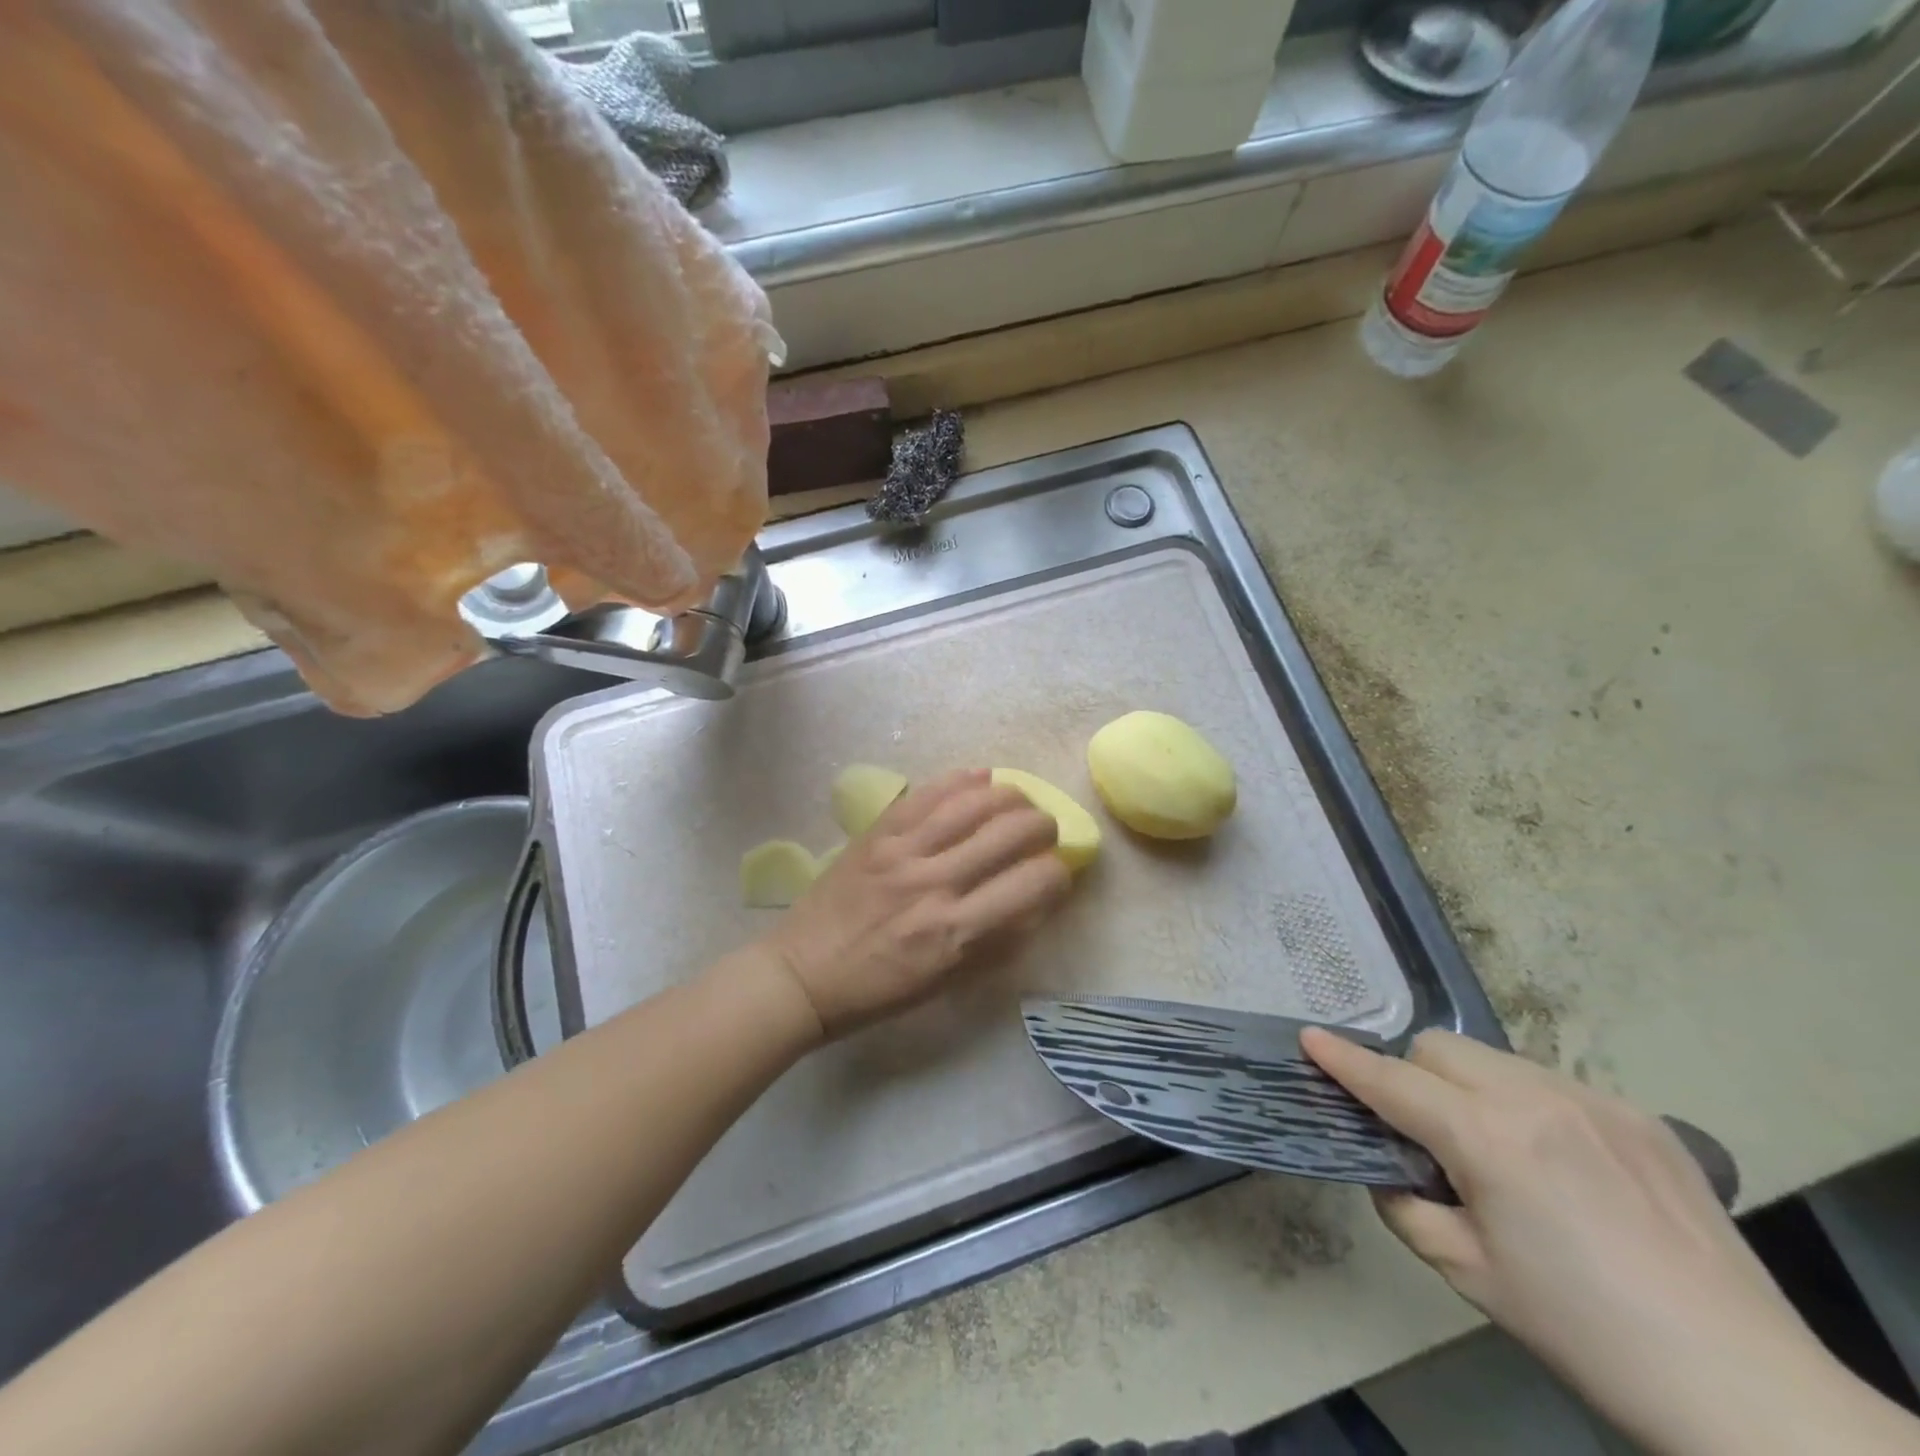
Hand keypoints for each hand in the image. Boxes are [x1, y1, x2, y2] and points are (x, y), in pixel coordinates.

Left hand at [764, 769, 1069, 1037]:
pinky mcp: (877, 833)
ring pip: (974, 802)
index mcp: (957, 933)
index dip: (1058, 872)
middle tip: (1042, 831)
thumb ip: (997, 941)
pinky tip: (980, 777)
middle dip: (1042, 826)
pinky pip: (927, 794)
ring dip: (1009, 795)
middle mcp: (936, 885)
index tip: (1056, 872)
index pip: (1034, 884)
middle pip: (1011, 832)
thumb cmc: (879, 991)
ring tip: (1019, 800)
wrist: (802, 974)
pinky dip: (960, 780)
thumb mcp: (947, 982)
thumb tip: (1037, 899)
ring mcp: (903, 852)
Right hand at [1302, 1028, 1917, 1455]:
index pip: (1392, 1082)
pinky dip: (1525, 1104)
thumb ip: (1406, 1205)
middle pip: (1439, 1049)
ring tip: (1497, 1151)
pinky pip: (1549, 1083)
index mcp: (1488, 1139)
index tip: (1309, 1038)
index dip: (1344, 1061)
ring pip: (1492, 1058)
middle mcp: (1535, 1099)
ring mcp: (1592, 1100)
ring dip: (1468, 1086)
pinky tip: (1560, 1165)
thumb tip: (1391, 1168)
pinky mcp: (1638, 1115)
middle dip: (1413, 1077)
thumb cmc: (1583, 1330)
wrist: (1744, 1387)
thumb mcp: (1468, 1274)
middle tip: (1425, 1135)